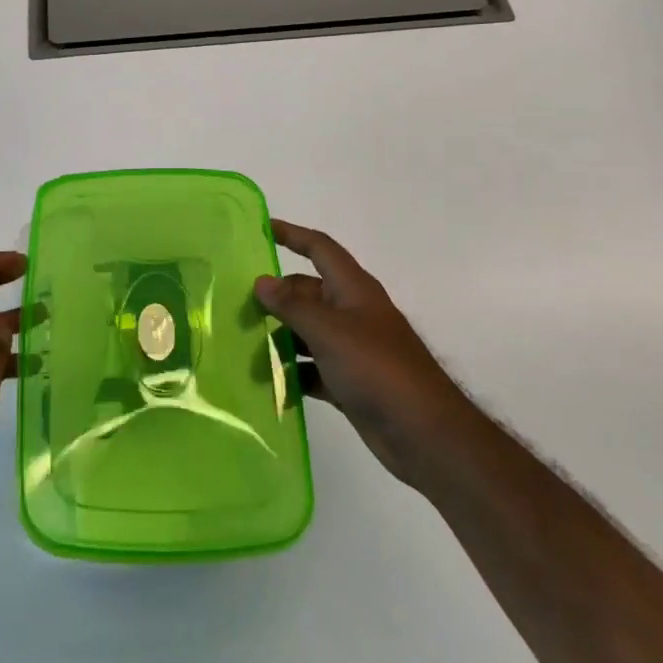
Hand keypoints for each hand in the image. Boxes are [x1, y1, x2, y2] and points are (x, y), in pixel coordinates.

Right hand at [256, 221, 459, 491]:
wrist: (425, 434)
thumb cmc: (378, 370)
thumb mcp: (330, 332)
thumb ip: (292, 306)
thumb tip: (261, 282)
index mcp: (353, 289)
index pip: (319, 248)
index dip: (292, 235)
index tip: (262, 228)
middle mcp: (352, 313)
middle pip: (307, 292)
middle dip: (275, 297)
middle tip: (237, 307)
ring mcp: (352, 349)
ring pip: (307, 332)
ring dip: (280, 338)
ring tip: (244, 349)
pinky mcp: (350, 382)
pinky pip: (313, 368)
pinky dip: (294, 373)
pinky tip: (270, 384)